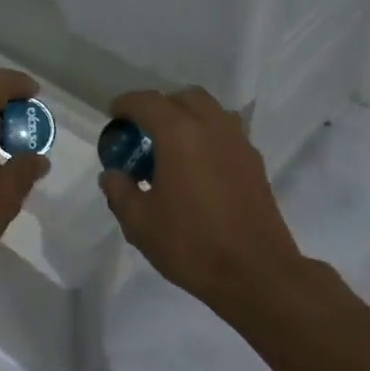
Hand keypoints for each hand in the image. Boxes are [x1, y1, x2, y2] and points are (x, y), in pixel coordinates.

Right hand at [99, 87, 303, 311]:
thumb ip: (120, 191)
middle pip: (184, 97)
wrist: (256, 273)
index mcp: (179, 134)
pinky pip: (227, 133)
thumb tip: (113, 174)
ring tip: (173, 149)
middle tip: (144, 133)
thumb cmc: (192, 244)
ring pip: (211, 111)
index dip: (126, 104)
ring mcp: (239, 142)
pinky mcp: (255, 163)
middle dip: (161, 107)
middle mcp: (212, 127)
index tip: (114, 116)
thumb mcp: (140, 223)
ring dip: (188, 118)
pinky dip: (209, 137)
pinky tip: (199, 169)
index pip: (147, 102)